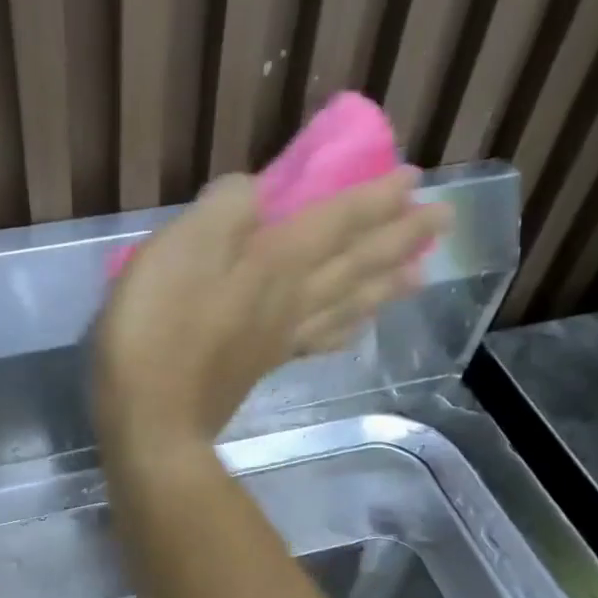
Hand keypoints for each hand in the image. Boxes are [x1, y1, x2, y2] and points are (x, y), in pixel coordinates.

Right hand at [94, 168, 448, 457]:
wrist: (152, 419)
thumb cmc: (157, 328)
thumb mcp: (180, 248)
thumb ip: (224, 210)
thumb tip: (257, 189)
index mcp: (275, 262)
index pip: (338, 221)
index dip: (376, 197)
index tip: (415, 178)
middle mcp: (291, 298)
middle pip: (357, 263)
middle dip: (401, 237)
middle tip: (445, 220)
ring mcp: (280, 337)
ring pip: (348, 303)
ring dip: (387, 284)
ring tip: (420, 274)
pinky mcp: (263, 366)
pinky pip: (320, 342)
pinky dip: (346, 331)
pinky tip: (356, 330)